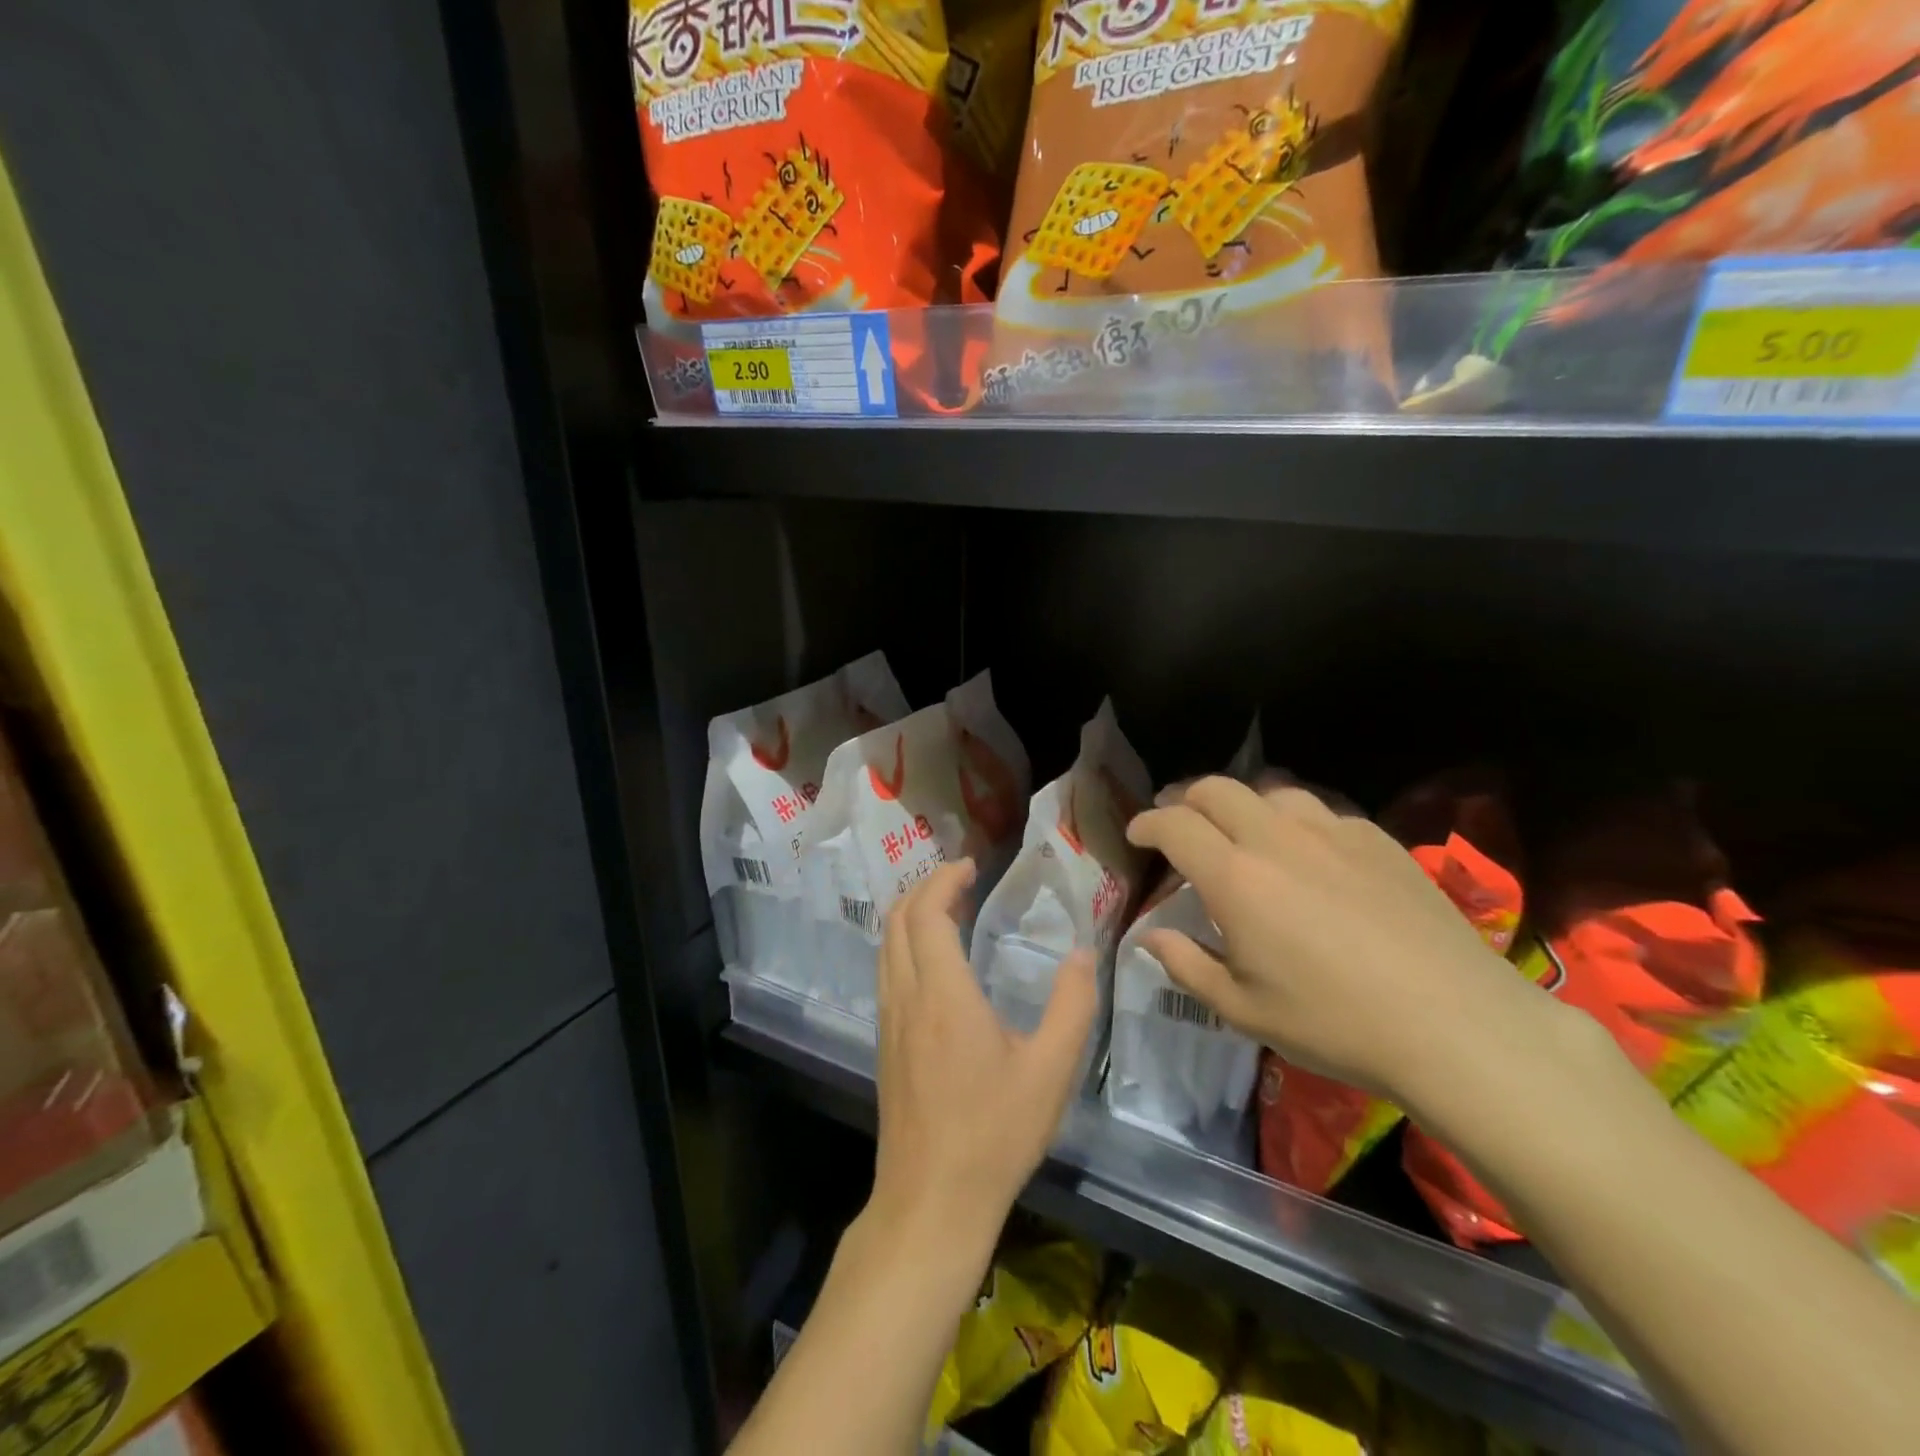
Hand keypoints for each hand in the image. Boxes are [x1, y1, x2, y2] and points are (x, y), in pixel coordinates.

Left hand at [868, 859, 1096, 1260]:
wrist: (931, 1200)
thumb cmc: (994, 1134)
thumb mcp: (1050, 1071)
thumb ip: (1072, 1006)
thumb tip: (1082, 953)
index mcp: (943, 994)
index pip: (927, 914)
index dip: (944, 880)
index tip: (970, 866)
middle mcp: (906, 996)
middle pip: (898, 920)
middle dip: (924, 887)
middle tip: (960, 879)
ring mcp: (889, 1021)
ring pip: (886, 945)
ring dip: (911, 915)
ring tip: (947, 908)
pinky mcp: (885, 1043)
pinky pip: (887, 971)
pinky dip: (905, 944)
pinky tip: (934, 961)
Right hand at [1125, 777, 1548, 1105]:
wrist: (1456, 1024)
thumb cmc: (1335, 1023)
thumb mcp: (1244, 1010)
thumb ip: (1187, 965)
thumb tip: (1151, 936)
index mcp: (1235, 877)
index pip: (1173, 824)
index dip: (1146, 823)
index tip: (1137, 836)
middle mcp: (1277, 838)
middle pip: (1216, 788)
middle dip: (1185, 799)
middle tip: (1179, 824)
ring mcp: (1332, 832)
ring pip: (1271, 791)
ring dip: (1242, 804)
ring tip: (1241, 832)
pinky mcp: (1378, 840)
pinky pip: (1321, 812)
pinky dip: (1295, 822)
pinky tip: (1308, 853)